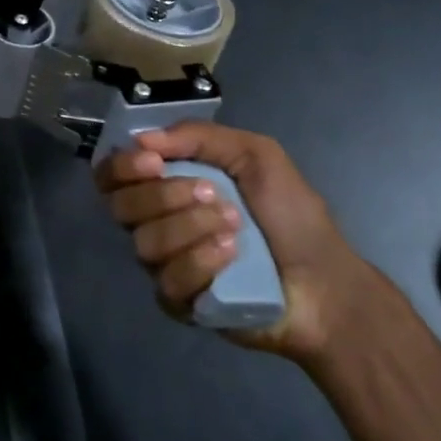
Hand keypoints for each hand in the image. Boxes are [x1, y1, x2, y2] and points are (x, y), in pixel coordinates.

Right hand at [94, 122, 387, 365]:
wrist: (327, 283)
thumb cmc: (292, 215)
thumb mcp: (256, 155)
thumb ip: (200, 137)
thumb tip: (143, 138)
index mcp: (166, 184)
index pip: (113, 174)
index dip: (122, 166)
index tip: (153, 161)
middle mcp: (155, 223)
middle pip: (120, 206)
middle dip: (163, 195)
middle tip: (212, 192)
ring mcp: (164, 265)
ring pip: (144, 243)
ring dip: (190, 227)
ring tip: (234, 226)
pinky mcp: (178, 303)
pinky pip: (168, 281)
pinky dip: (200, 261)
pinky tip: (231, 256)